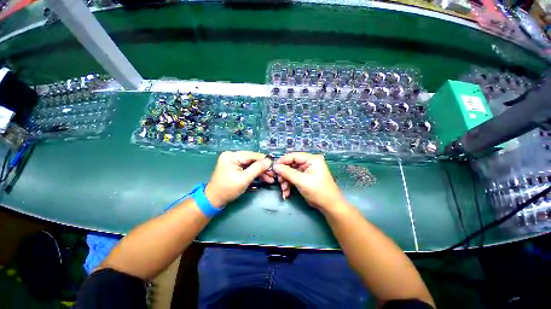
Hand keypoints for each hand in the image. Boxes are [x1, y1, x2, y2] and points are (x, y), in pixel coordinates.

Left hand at [205, 151, 272, 206]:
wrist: (215, 200)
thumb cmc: (227, 189)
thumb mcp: (244, 179)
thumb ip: (257, 169)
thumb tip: (269, 161)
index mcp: (232, 156)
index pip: (251, 155)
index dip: (264, 160)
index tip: (274, 165)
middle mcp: (233, 156)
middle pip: (252, 160)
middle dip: (263, 167)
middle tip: (273, 174)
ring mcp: (234, 161)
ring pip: (252, 164)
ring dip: (261, 171)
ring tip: (271, 178)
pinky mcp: (236, 167)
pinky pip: (249, 168)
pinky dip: (256, 173)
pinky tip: (265, 178)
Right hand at [273, 152, 346, 210]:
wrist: (329, 206)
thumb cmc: (318, 191)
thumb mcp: (301, 181)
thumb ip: (287, 172)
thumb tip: (275, 166)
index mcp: (312, 159)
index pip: (294, 156)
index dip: (282, 161)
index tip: (273, 168)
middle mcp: (309, 163)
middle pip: (291, 164)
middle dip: (284, 174)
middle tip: (279, 181)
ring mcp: (307, 171)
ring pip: (291, 172)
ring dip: (285, 181)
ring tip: (284, 190)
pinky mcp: (305, 178)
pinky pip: (293, 178)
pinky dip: (289, 185)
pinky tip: (286, 193)